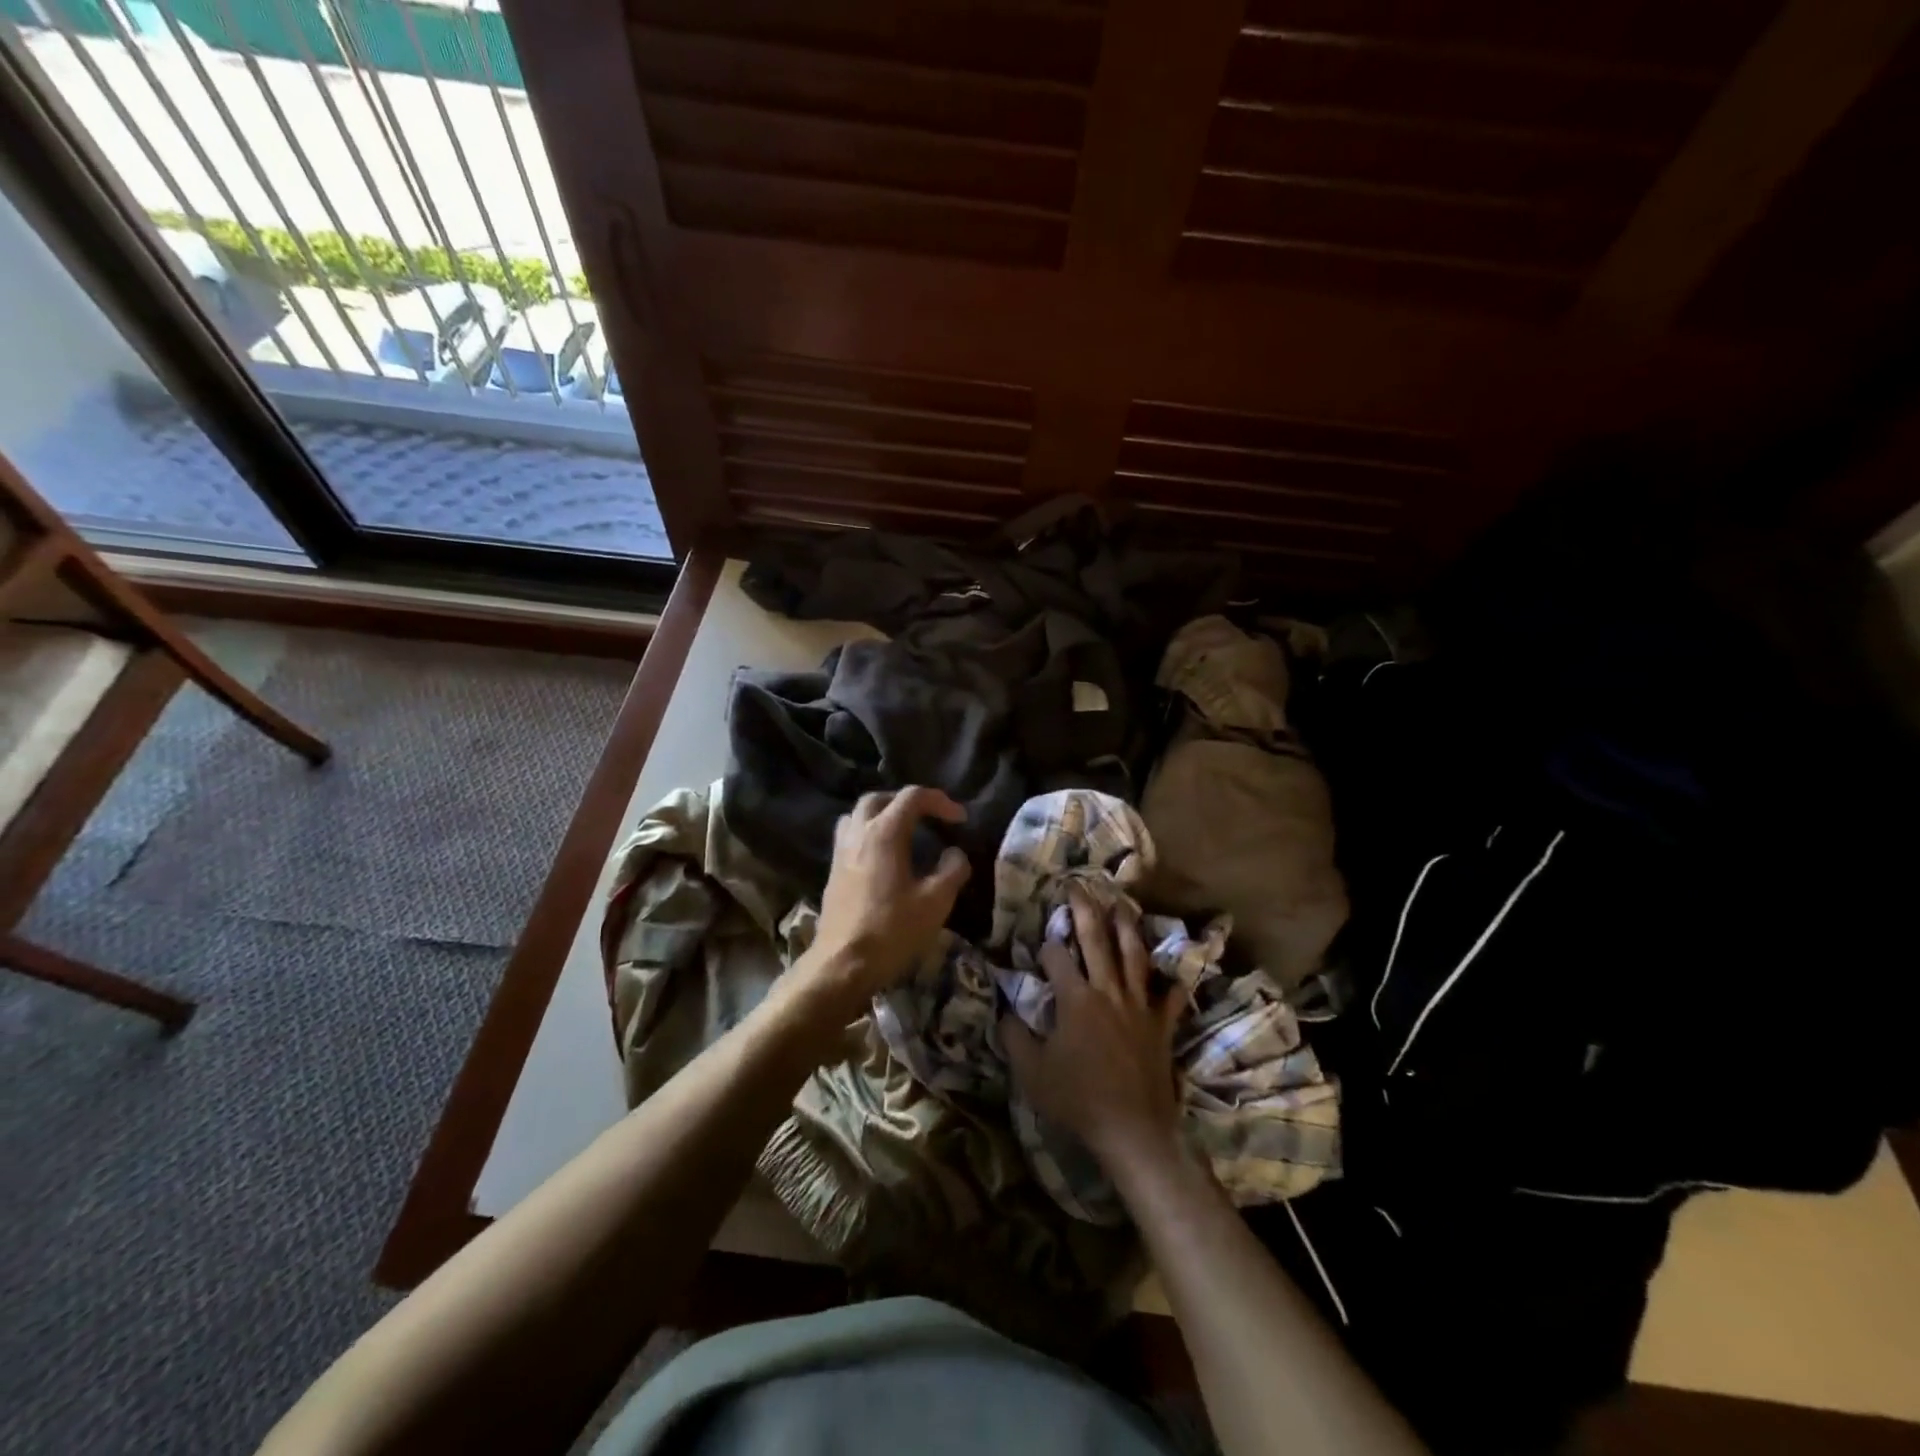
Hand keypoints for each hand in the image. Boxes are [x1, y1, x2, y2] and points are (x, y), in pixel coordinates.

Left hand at [788, 788, 970, 1026]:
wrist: (842, 965)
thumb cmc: (892, 930)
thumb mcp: (935, 902)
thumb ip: (952, 871)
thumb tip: (955, 854)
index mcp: (884, 833)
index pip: (912, 797)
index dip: (940, 801)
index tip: (960, 818)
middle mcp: (858, 834)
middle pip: (879, 799)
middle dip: (906, 801)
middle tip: (929, 817)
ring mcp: (840, 853)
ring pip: (857, 816)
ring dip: (881, 815)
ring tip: (903, 832)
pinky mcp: (832, 873)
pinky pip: (849, 837)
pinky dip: (868, 835)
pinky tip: (883, 858)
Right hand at [1000, 886, 1187, 1171]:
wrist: (1132, 1130)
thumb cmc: (1078, 1100)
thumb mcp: (1031, 1072)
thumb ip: (1014, 1036)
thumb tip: (1004, 1010)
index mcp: (1075, 999)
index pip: (1057, 957)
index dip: (1047, 946)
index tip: (1041, 941)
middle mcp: (1108, 991)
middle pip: (1096, 941)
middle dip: (1085, 911)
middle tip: (1079, 886)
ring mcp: (1139, 1006)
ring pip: (1134, 956)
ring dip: (1127, 927)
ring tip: (1122, 904)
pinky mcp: (1161, 1025)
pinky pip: (1169, 997)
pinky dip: (1170, 981)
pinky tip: (1173, 969)